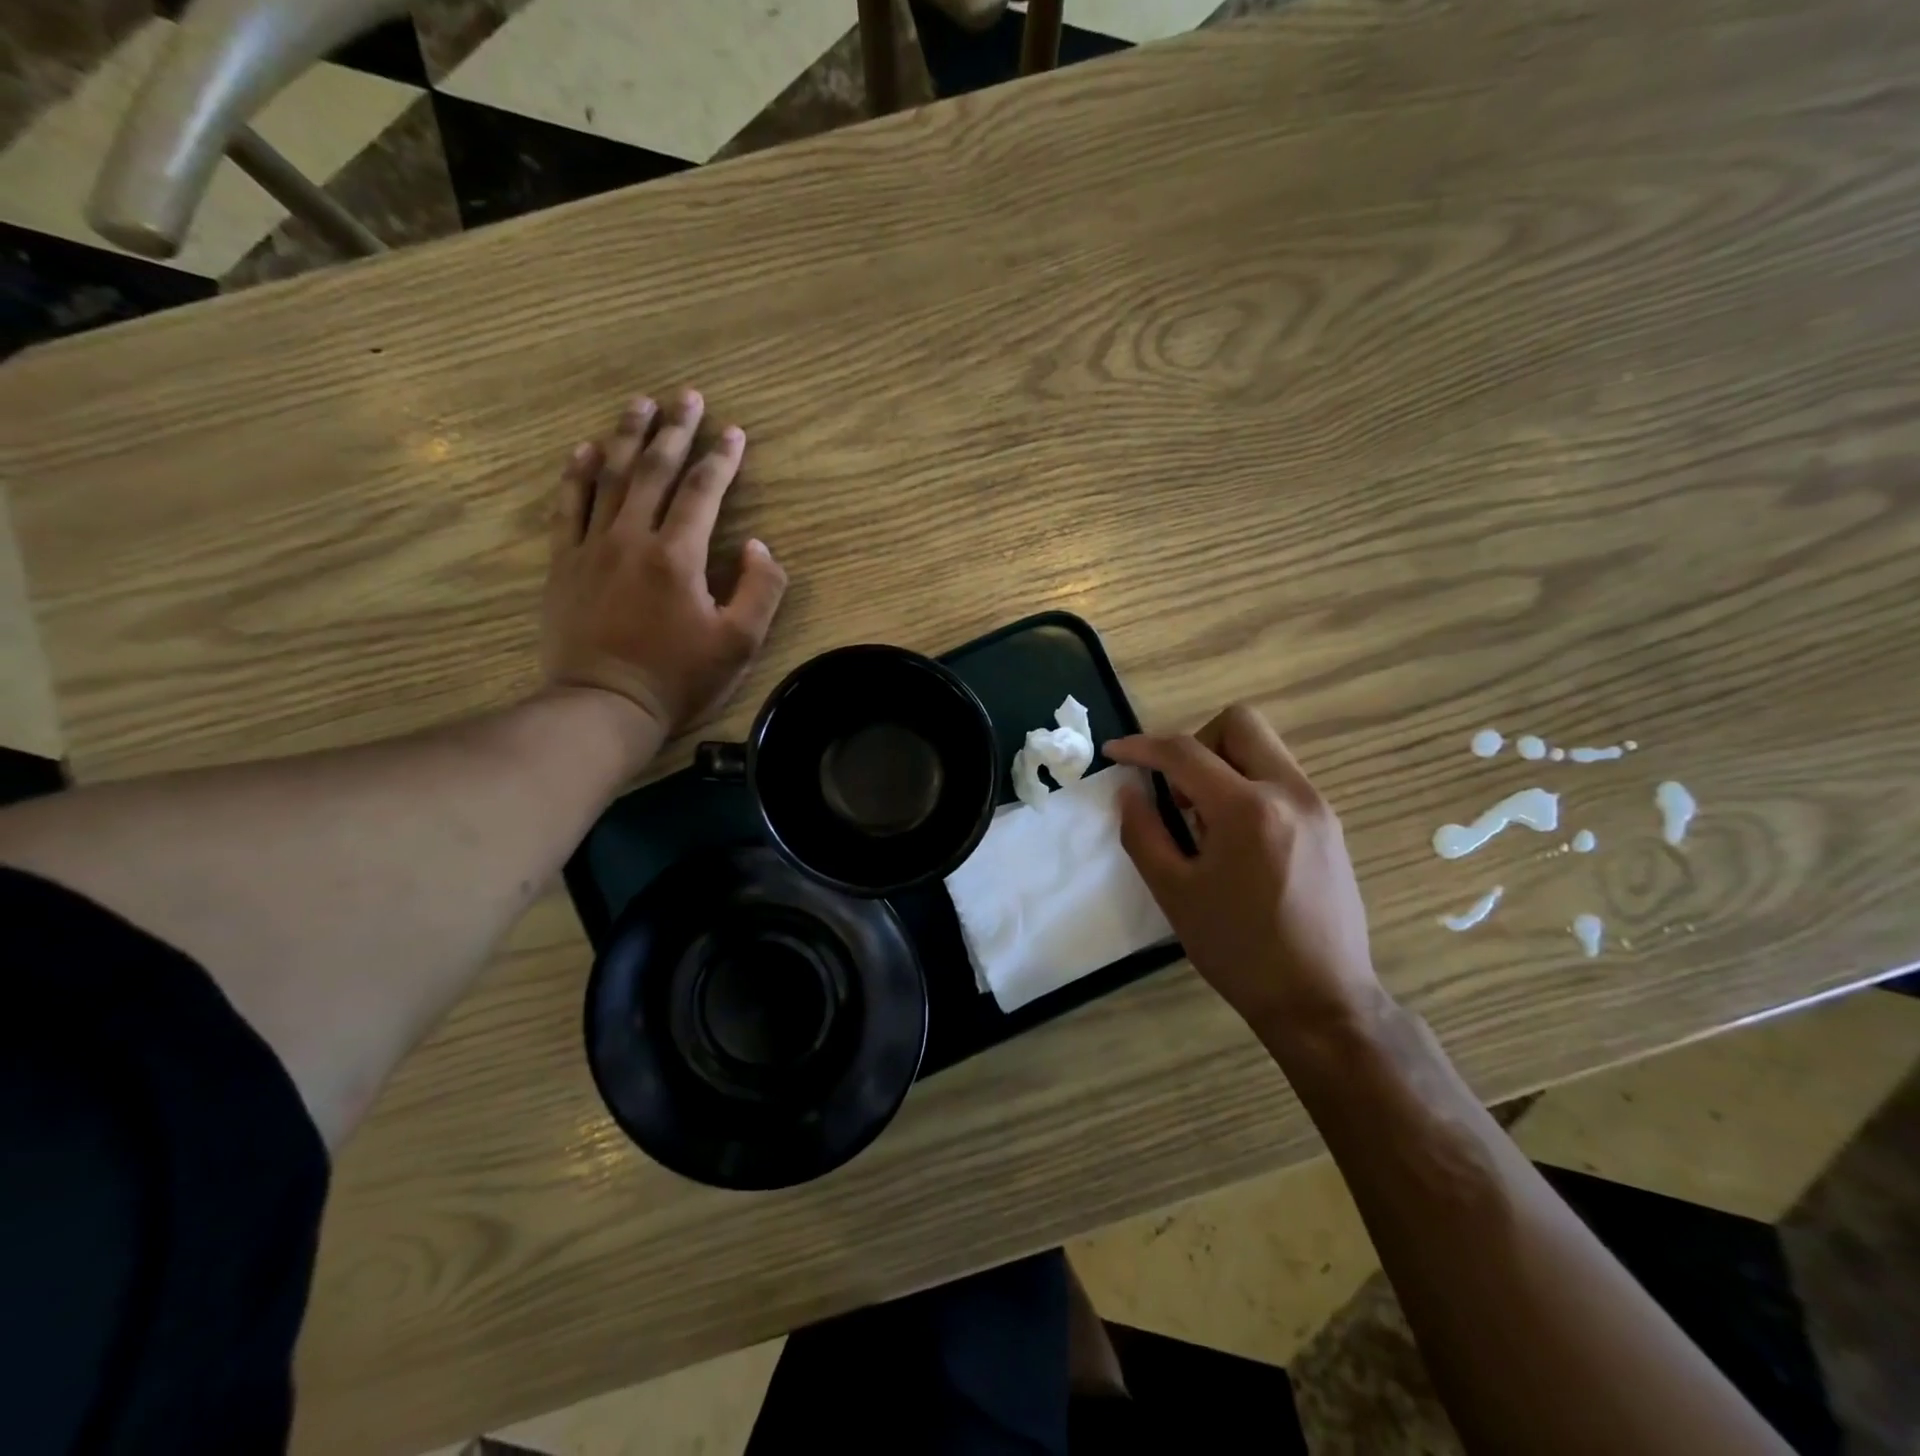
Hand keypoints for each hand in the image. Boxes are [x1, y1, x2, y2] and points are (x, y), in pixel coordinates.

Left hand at [541, 390, 787, 747]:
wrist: (605, 706)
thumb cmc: (678, 678)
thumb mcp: (740, 644)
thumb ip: (760, 590)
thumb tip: (758, 546)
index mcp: (678, 556)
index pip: (702, 492)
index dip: (721, 459)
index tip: (734, 432)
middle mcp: (633, 538)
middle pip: (654, 470)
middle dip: (674, 430)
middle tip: (687, 397)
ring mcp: (592, 547)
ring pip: (610, 477)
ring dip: (627, 436)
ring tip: (640, 404)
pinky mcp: (565, 564)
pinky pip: (568, 506)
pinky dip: (577, 474)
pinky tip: (585, 449)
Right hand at [1105, 705, 1383, 1039]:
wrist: (1321, 1000)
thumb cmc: (1239, 950)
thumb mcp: (1174, 894)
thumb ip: (1143, 833)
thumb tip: (1129, 791)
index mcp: (1247, 809)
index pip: (1185, 752)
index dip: (1142, 747)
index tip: (1114, 753)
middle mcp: (1290, 792)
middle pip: (1239, 723)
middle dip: (1196, 742)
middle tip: (1178, 792)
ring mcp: (1318, 806)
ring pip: (1264, 748)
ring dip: (1223, 765)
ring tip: (1206, 822)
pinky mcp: (1330, 824)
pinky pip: (1281, 778)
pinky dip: (1249, 786)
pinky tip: (1238, 839)